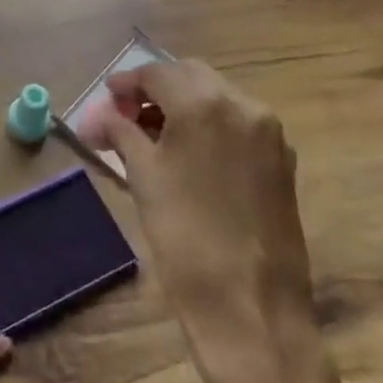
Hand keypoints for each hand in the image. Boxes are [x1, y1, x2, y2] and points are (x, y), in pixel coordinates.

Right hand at [82, 60, 349, 382]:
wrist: (252, 310)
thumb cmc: (185, 238)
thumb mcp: (143, 178)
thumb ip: (122, 133)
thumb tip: (101, 116)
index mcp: (206, 104)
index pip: (158, 73)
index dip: (127, 82)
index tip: (106, 98)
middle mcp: (244, 106)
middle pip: (191, 76)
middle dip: (156, 89)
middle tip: (126, 115)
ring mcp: (269, 134)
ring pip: (218, 98)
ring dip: (183, 105)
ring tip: (152, 136)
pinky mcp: (282, 162)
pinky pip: (238, 125)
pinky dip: (209, 125)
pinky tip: (187, 154)